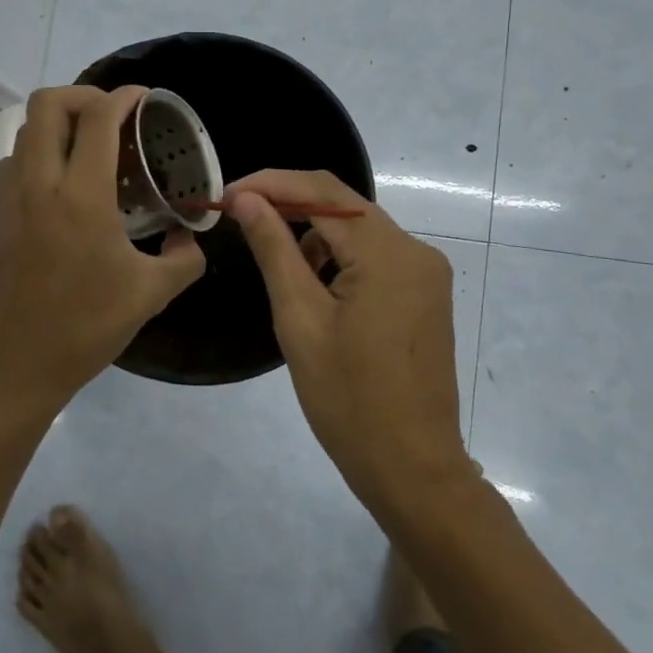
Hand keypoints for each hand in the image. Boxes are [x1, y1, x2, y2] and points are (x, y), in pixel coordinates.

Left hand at [0, 85, 206, 412]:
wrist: (12, 368)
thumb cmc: (84, 329)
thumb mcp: (151, 295)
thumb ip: (184, 259)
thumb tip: (190, 238)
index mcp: (80, 196)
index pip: (97, 118)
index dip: (123, 97)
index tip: (145, 98)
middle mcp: (39, 185)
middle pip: (47, 104)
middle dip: (83, 95)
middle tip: (114, 116)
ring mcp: (12, 201)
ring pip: (24, 131)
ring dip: (57, 123)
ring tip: (92, 146)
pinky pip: (15, 162)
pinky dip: (39, 152)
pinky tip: (68, 185)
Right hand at [226, 170, 470, 508]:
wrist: (412, 468)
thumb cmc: (348, 399)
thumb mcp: (300, 319)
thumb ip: (274, 249)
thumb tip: (246, 199)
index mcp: (389, 253)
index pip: (323, 191)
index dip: (271, 184)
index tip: (226, 194)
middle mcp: (416, 250)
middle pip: (344, 206)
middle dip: (289, 207)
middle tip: (239, 219)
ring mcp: (426, 273)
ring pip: (358, 231)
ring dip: (315, 237)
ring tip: (280, 272)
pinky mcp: (425, 293)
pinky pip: (375, 257)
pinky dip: (339, 260)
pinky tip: (316, 291)